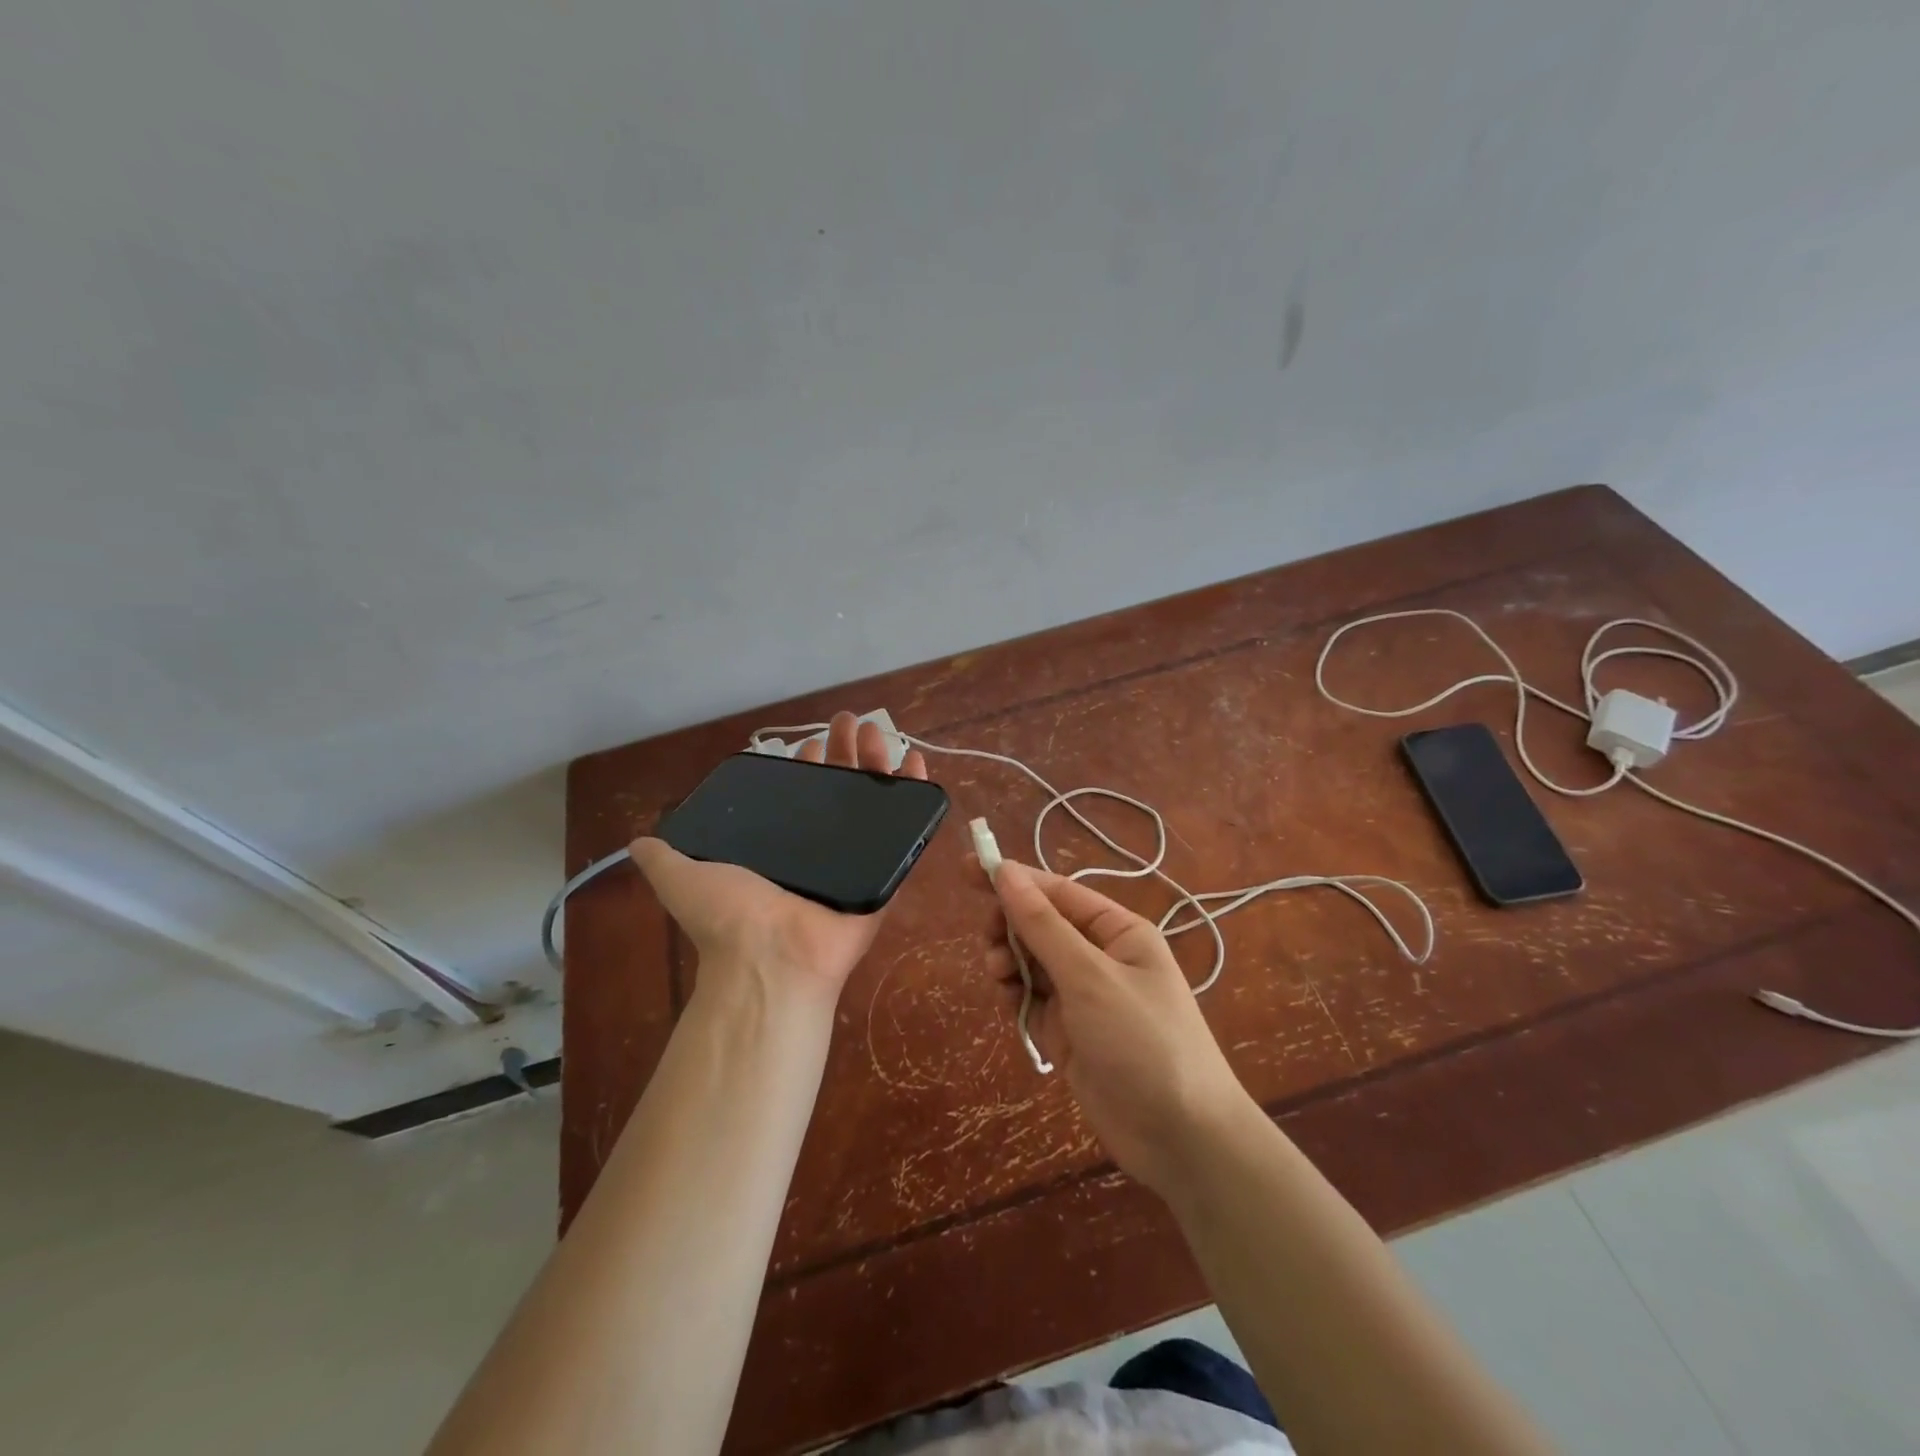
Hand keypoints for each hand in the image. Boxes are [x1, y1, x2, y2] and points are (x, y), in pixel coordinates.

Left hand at [632, 713, 929, 1007]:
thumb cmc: (730, 916)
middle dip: (846, 753)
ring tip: (881, 733)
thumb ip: (664, 857)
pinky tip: (918, 764)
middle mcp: (819, 850)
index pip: (800, 794)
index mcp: (781, 846)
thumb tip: (636, 842)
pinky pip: (907, 831)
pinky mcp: (885, 873)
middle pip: (840, 790)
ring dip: (879, 765)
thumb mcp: (681, 878)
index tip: (812, 741)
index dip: (806, 765)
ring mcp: (856, 861)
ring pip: (873, 802)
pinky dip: (916, 797)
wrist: (770, 958)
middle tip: (854, 722)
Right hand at [985, 860, 1253, 1195]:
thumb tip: (1005, 871)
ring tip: (997, 974)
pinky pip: (1032, 999)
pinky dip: (1015, 994)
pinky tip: (1008, 999)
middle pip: (1042, 925)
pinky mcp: (1069, 1033)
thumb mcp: (1089, 976)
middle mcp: (1101, 957)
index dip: (1014, 879)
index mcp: (1118, 931)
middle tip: (988, 940)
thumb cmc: (1142, 1040)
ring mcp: (1084, 997)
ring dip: (1009, 960)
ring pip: (1032, 962)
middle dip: (1010, 925)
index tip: (968, 869)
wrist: (1180, 1138)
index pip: (1058, 891)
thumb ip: (1042, 925)